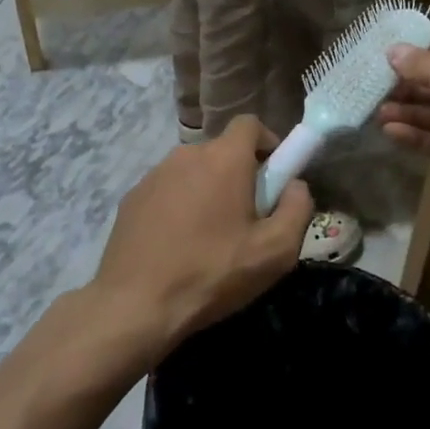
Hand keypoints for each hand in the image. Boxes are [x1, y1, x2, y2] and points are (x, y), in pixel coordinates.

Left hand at [85, 115, 311, 362]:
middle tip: (247, 218)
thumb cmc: (212, 273)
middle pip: (222, 151)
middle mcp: (186, 154)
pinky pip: (167, 190)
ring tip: (210, 237)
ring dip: (208, 191)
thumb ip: (297, 208)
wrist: (136, 304)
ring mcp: (154, 174)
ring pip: (193, 171)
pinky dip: (179, 206)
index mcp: (224, 159)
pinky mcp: (132, 197)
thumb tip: (296, 185)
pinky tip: (178, 244)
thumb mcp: (275, 251)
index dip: (268, 143)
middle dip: (240, 174)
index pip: (250, 124)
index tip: (274, 176)